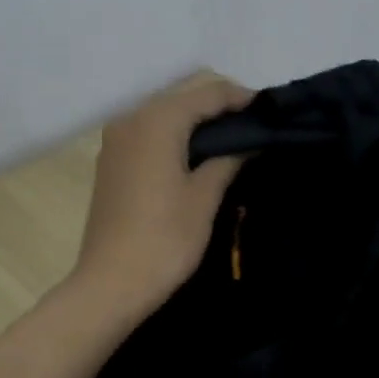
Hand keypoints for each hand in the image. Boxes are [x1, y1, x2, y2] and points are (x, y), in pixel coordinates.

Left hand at [72, 76, 252, 319]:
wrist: (110, 284)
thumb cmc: (164, 239)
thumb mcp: (204, 197)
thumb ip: (227, 159)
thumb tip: (246, 142)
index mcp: (156, 121)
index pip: (206, 93)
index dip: (239, 97)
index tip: (268, 109)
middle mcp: (130, 119)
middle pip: (182, 100)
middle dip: (217, 108)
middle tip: (252, 127)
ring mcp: (115, 141)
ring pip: (163, 117)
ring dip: (195, 123)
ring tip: (229, 142)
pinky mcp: (110, 163)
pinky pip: (148, 135)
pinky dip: (173, 138)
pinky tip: (194, 157)